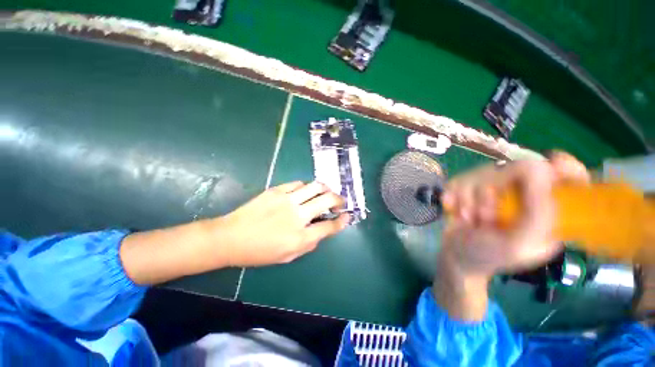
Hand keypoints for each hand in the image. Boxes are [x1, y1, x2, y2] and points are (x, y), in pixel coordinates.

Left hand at [212, 181, 349, 266]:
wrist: (230, 238)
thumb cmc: (259, 252)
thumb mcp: (287, 257)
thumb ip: (308, 244)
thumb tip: (321, 230)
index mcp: (300, 237)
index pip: (330, 227)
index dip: (342, 221)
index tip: (347, 216)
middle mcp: (297, 216)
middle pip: (327, 200)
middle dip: (339, 200)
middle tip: (339, 202)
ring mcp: (287, 200)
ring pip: (315, 186)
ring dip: (325, 189)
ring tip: (326, 193)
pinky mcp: (276, 190)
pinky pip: (298, 183)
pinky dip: (306, 187)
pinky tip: (305, 192)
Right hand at [440, 152, 590, 277]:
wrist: (455, 256)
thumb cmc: (488, 256)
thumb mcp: (518, 244)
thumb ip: (538, 214)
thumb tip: (543, 167)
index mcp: (547, 210)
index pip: (569, 178)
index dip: (565, 167)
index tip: (552, 163)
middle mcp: (523, 195)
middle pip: (515, 168)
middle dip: (493, 192)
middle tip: (486, 217)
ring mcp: (494, 189)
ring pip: (481, 173)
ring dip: (470, 199)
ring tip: (469, 219)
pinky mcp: (470, 188)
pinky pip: (460, 179)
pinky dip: (454, 196)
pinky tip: (454, 209)